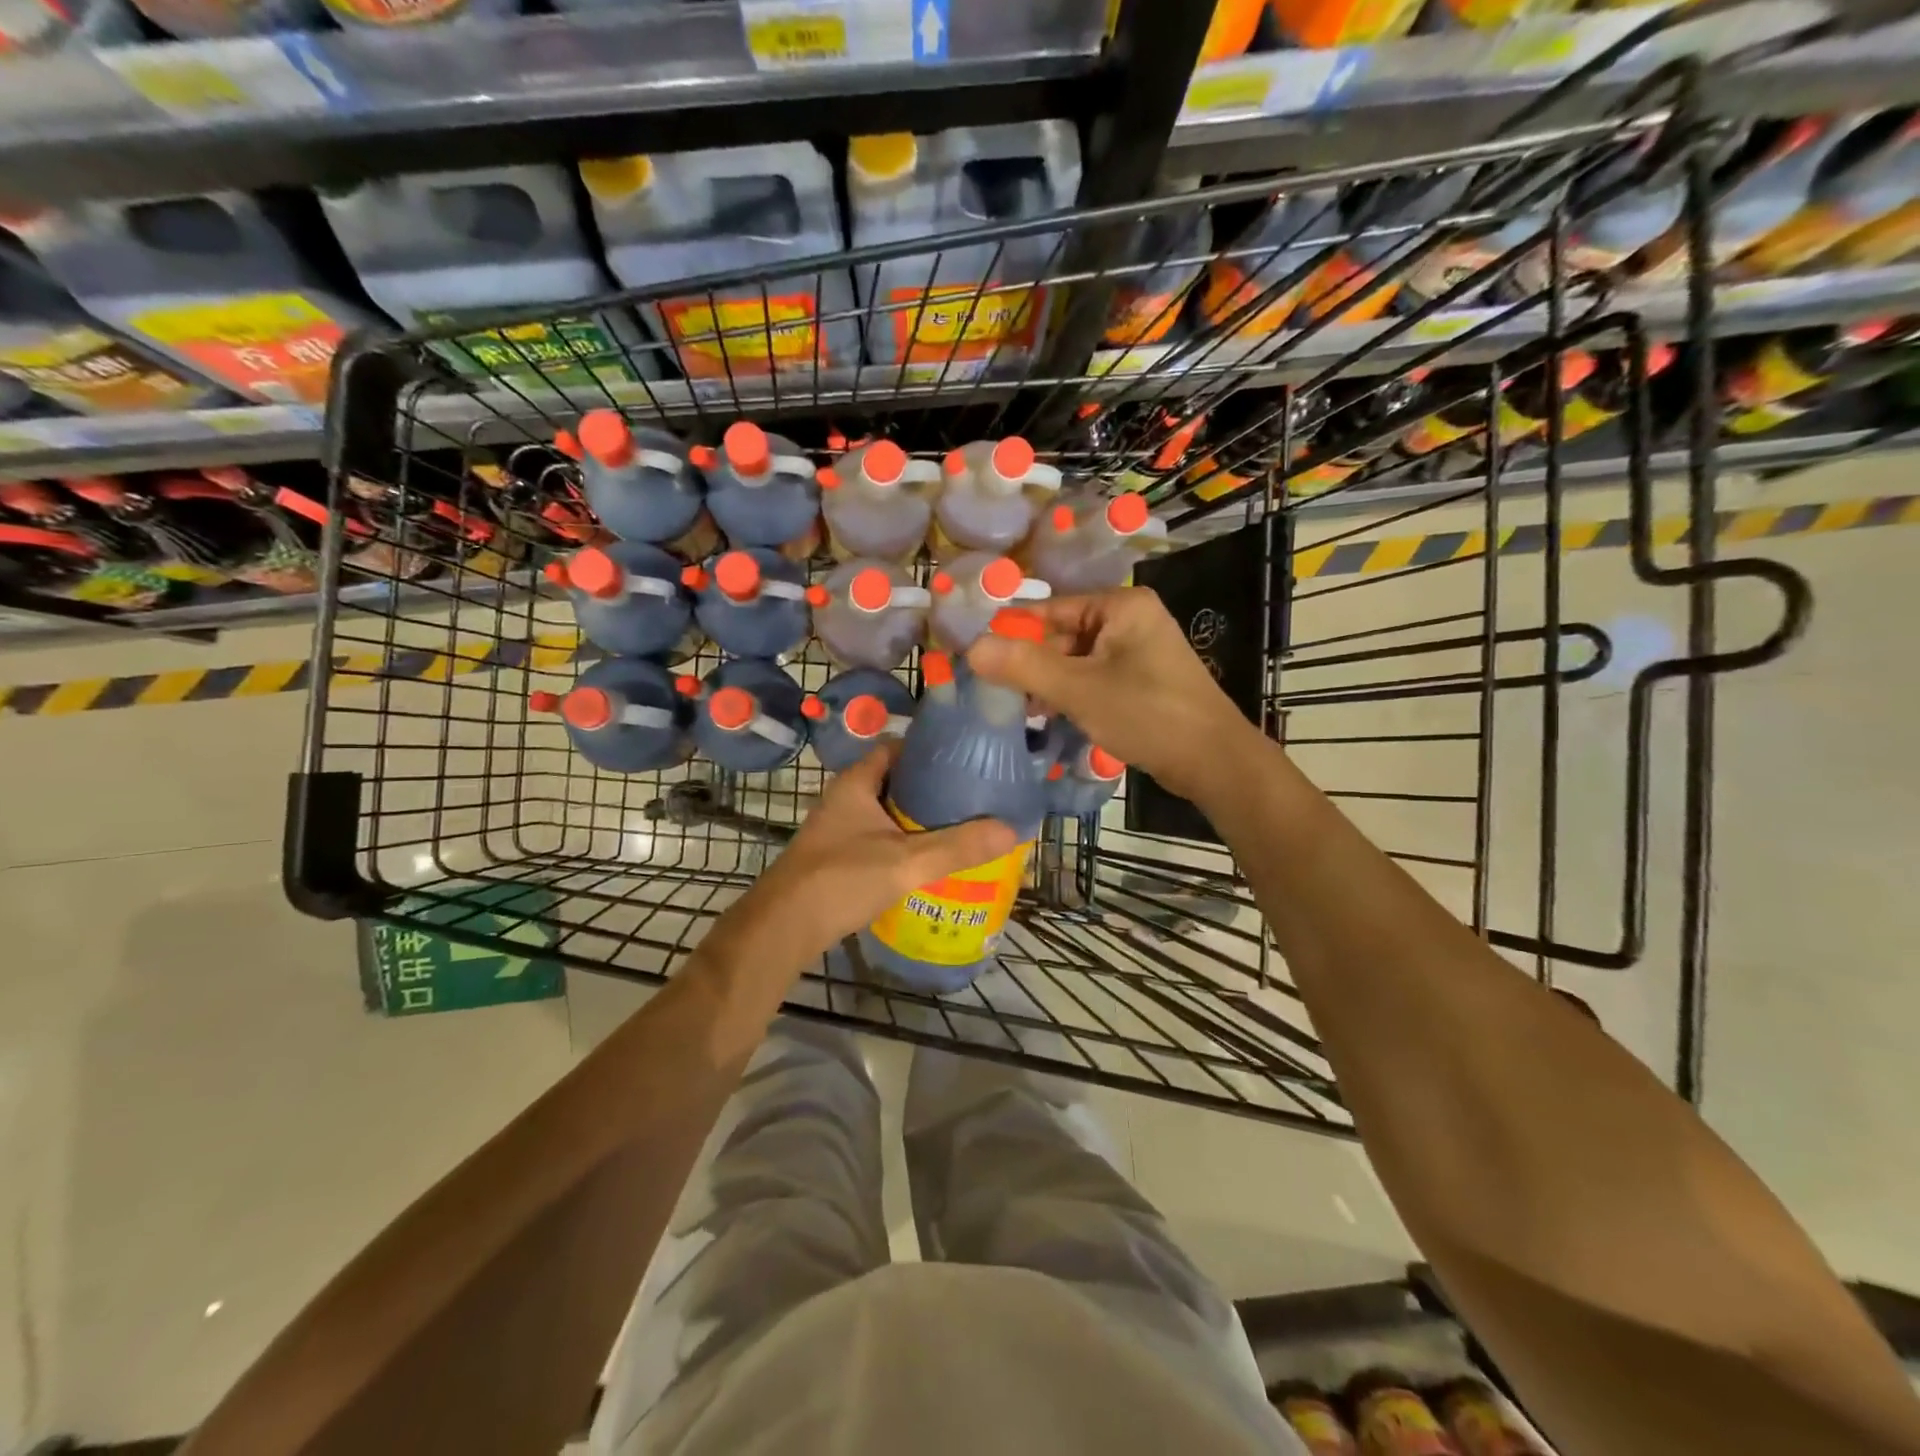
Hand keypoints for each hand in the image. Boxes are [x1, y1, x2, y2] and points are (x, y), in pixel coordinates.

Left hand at [713, 744, 1018, 978]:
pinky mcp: (837, 857)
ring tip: (960, 826)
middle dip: (930, 788)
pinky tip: (928, 860)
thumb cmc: (841, 879)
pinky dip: (903, 842)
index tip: (964, 758)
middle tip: (971, 796)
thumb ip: (957, 846)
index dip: (928, 749)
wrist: (783, 928)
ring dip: (917, 818)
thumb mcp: (906, 861)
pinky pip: (879, 838)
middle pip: (894, 780)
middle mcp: (845, 799)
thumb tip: (1011, 828)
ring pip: (886, 813)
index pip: (895, 748)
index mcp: (856, 783)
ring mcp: (839, 829)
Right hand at [966, 587, 1261, 802]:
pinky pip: (1094, 678)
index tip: (977, 655)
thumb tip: (971, 647)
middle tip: (995, 691)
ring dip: (1048, 683)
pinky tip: (1049, 716)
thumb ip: (1024, 666)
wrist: (1213, 760)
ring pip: (1076, 660)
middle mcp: (1131, 620)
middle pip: (1063, 635)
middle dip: (1031, 664)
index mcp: (1121, 606)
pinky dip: (1071, 694)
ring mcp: (1138, 652)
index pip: (1051, 609)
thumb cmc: (1148, 714)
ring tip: (1019, 709)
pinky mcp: (1141, 681)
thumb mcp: (1079, 689)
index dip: (1012, 632)